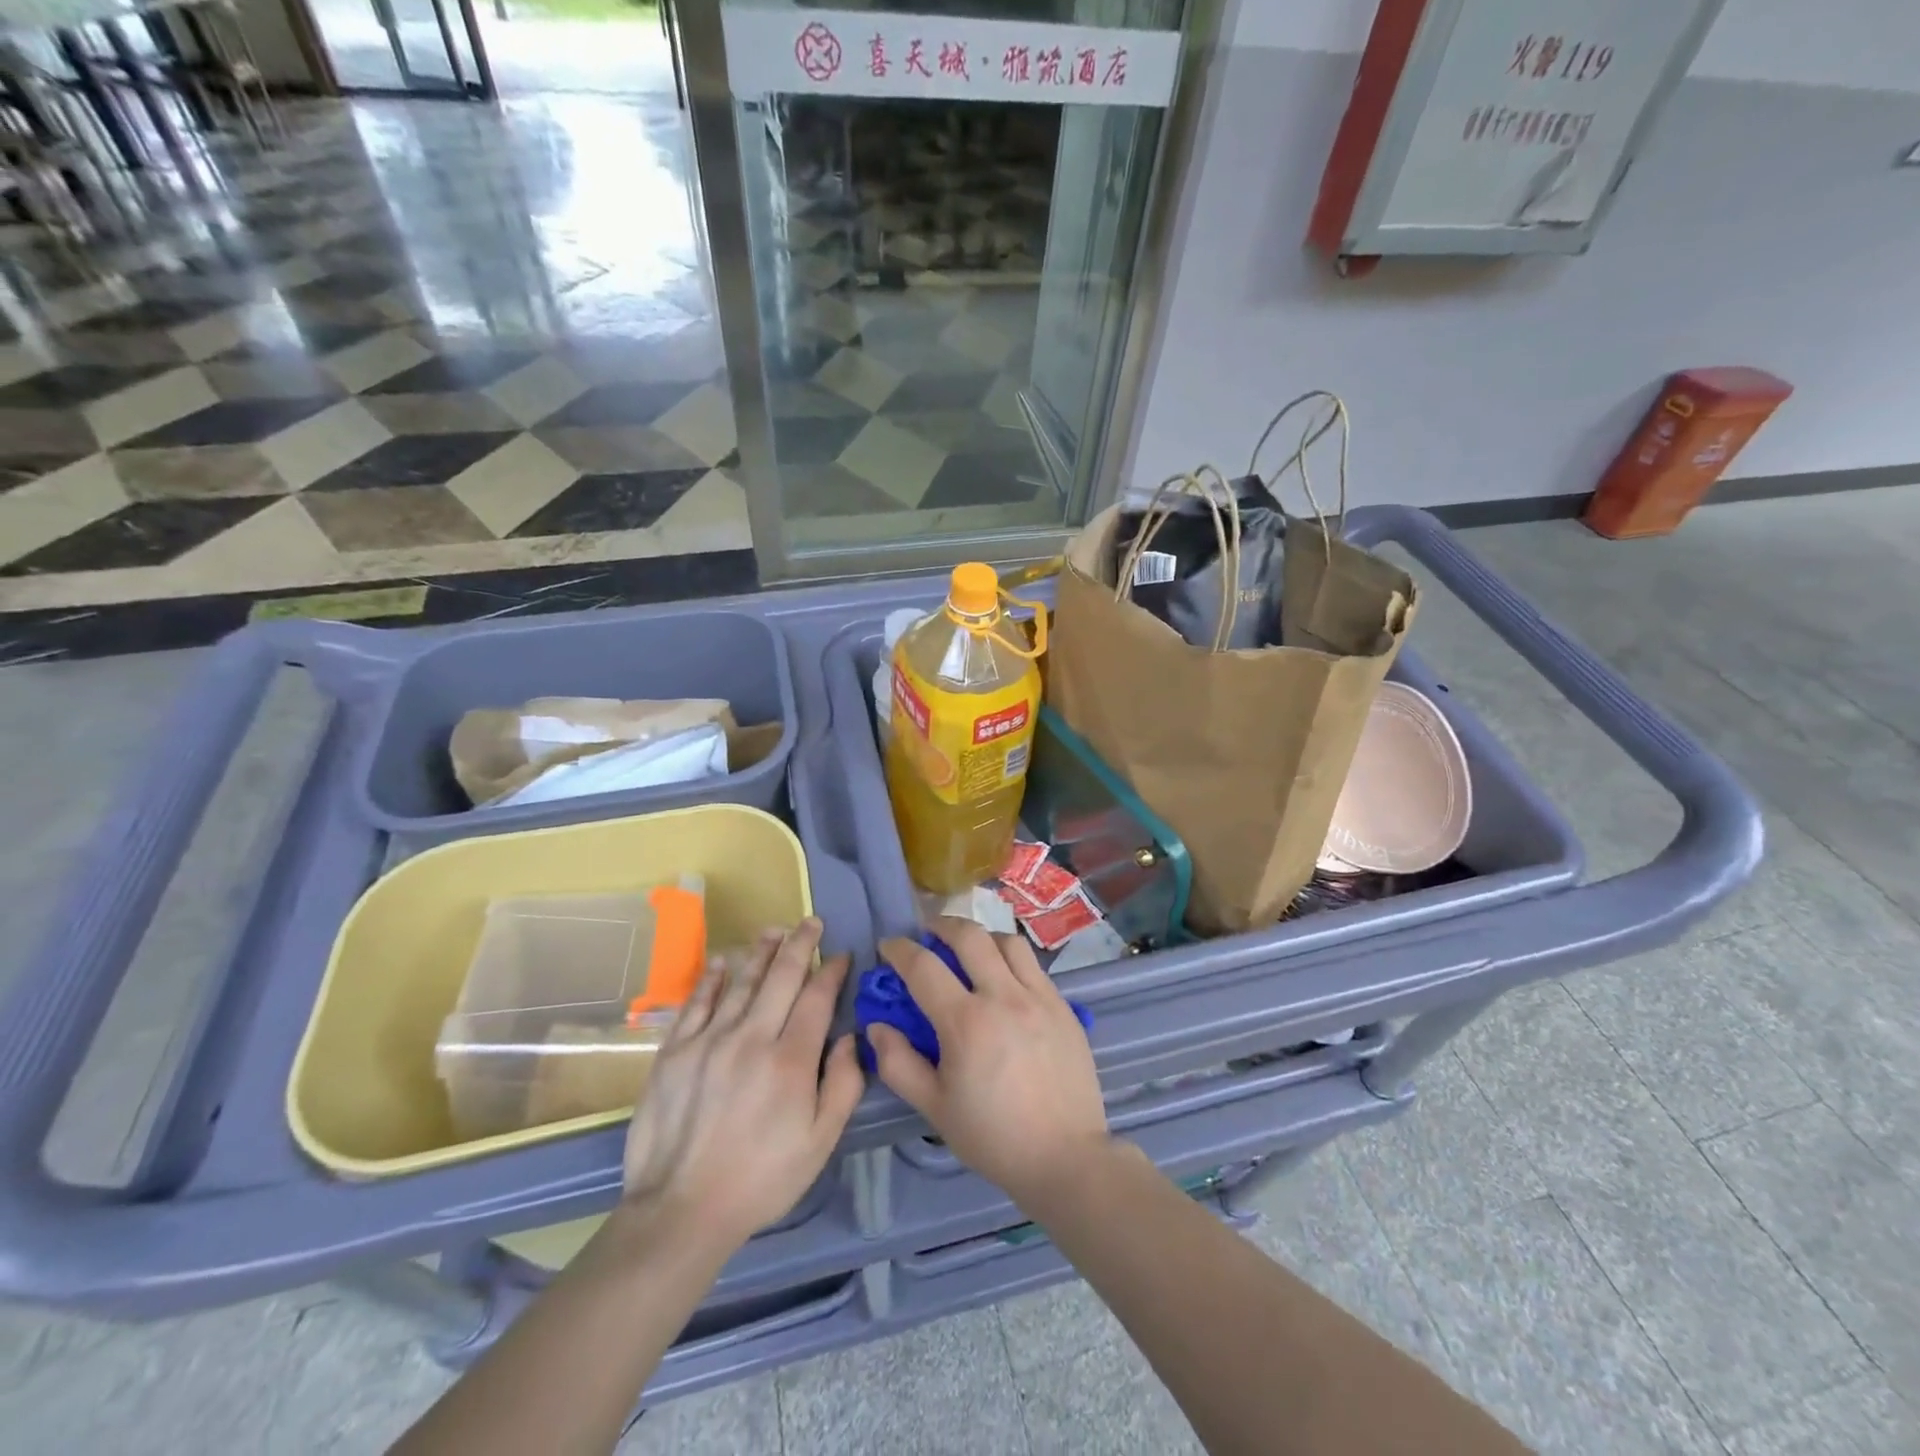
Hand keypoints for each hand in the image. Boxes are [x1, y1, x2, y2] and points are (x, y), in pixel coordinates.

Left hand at [621, 918, 863, 1253]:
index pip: (817, 998)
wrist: (680, 1211)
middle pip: (781, 977)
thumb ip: (844, 1085)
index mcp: (791, 1060)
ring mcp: (709, 1041)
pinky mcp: (675, 1052)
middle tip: (811, 922)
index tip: (841, 955)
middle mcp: (751, 1038)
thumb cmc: (761, 1179)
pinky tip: (721, 962)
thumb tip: (852, 1037)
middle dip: (800, 945)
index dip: (831, 971)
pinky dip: (711, 979)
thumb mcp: (820, 1142)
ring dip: (761, 952)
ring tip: (774, 930)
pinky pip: (696, 1003)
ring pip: (741, 982)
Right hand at [868, 917, 1108, 1210]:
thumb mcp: (935, 1108)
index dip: (900, 950)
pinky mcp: (1064, 1005)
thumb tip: (877, 1026)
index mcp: (967, 1023)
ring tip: (969, 950)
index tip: (888, 946)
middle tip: (928, 933)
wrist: (1066, 1157)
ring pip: (1007, 941)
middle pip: (970, 936)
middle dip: (942, 925)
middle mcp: (1004, 997)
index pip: (924, 966)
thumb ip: (899, 1064)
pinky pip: (1034, 965)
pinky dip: (1011, 959)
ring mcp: (1039, 997)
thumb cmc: (994, 1137)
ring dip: (981, 937)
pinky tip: (1004, 978)